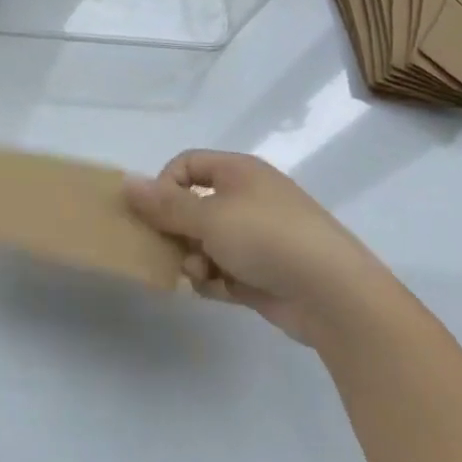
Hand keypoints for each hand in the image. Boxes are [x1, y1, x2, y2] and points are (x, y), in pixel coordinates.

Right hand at [124, 151, 394, 347]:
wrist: (336, 296)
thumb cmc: (268, 239)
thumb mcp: (208, 217)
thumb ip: (164, 204)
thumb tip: (126, 182)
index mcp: (239, 173)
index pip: (186, 165)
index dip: (164, 185)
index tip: (154, 213)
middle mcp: (248, 199)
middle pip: (193, 206)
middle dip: (176, 230)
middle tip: (167, 248)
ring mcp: (259, 237)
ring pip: (205, 241)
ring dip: (194, 258)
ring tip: (199, 274)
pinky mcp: (265, 272)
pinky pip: (224, 269)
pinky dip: (214, 279)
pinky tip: (216, 290)